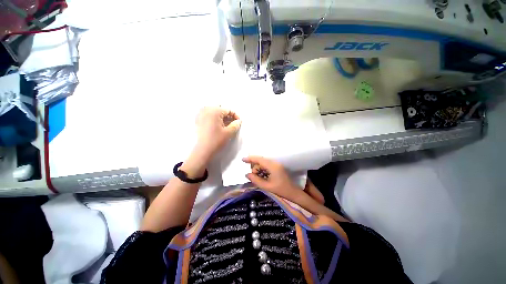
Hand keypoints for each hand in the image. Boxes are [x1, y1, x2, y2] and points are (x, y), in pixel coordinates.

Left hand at [194, 107, 240, 161]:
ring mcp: (200, 114)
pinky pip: (207, 114)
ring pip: (214, 111)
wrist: (203, 150)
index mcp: (215, 111)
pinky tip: (217, 124)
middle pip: (220, 109)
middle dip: (228, 115)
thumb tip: (238, 121)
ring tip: (225, 124)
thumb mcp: (229, 132)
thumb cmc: (216, 140)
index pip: (228, 110)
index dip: (235, 115)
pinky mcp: (197, 120)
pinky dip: (213, 117)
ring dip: (221, 116)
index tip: (239, 122)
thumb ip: (236, 125)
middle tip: (232, 122)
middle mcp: (206, 110)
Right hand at [242, 156, 300, 198]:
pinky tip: (262, 176)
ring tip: (258, 178)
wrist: (293, 193)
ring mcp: (277, 165)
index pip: (259, 159)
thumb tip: (247, 174)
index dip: (250, 159)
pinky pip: (267, 166)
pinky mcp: (277, 167)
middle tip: (253, 177)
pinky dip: (263, 170)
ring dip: (259, 169)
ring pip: (263, 163)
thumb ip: (256, 180)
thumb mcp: (266, 186)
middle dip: (255, 167)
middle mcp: (275, 163)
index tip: (242, 159)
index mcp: (273, 166)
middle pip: (261, 161)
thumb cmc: (281, 190)